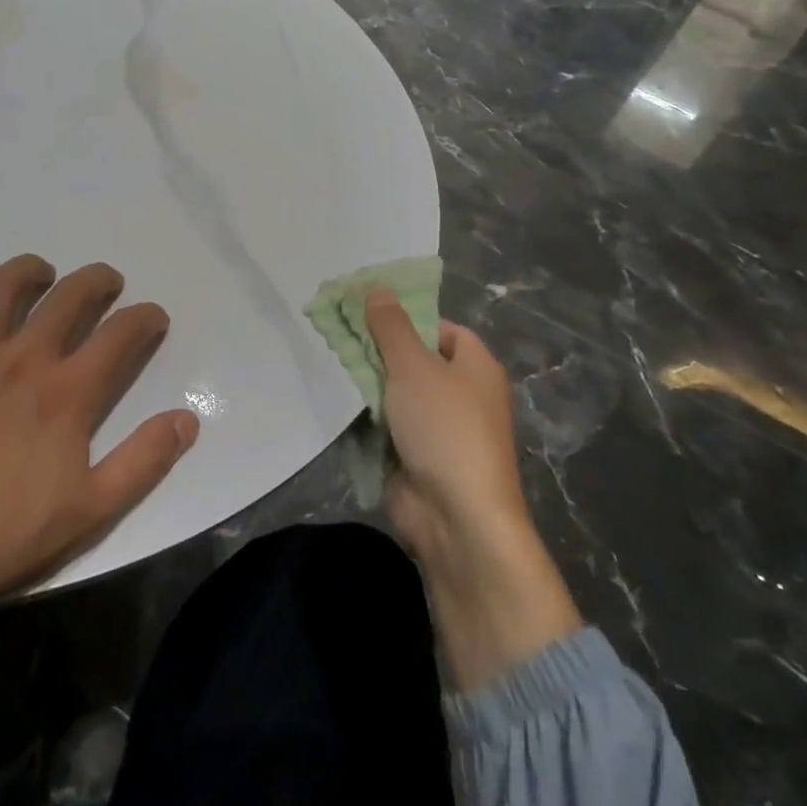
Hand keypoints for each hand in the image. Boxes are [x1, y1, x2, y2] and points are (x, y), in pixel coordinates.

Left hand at [0, 256, 199, 653]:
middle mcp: (23, 360)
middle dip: (97, 280)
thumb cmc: (0, 535)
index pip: (120, 335)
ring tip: (42, 273)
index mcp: (66, 393)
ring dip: (29, 270)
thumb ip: (143, 461)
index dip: (145, 318)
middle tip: (108, 282)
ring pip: (3, 289)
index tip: (153, 317)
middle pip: (68, 297)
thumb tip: (187, 419)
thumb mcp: (90, 510)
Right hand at [365, 290, 581, 688]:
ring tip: (330, 364)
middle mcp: (462, 394)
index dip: (407, 319)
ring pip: (397, 393)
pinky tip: (339, 404)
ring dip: (369, 385)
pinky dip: (368, 417)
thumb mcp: (413, 367)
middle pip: (414, 359)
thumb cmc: (444, 428)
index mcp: (475, 366)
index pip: (441, 328)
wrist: (456, 517)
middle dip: (378, 351)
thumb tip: (378, 289)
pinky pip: (389, 425)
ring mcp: (440, 428)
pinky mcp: (418, 456)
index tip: (366, 315)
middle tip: (337, 337)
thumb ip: (391, 327)